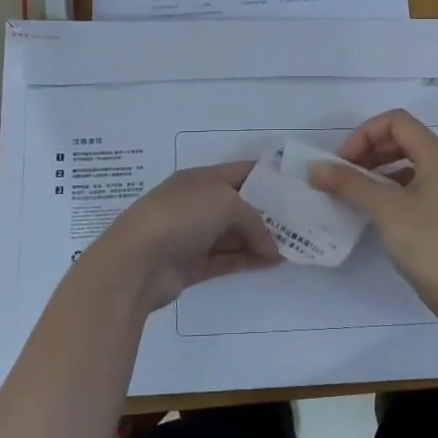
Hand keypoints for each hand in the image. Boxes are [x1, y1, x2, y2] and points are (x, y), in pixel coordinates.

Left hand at [85, 161, 280, 316]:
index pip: (241, 172)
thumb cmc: (180, 217)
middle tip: (303, 220)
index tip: (297, 185)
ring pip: (235, 234)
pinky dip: (249, 259)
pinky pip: (228, 259)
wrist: (135, 263)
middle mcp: (197, 204)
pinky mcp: (192, 265)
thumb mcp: (225, 203)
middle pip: (240, 205)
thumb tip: (271, 249)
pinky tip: (274, 262)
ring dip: (262, 239)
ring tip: (295, 245)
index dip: (269, 175)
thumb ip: (254, 221)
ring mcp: (193, 235)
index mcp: (200, 179)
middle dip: (269, 211)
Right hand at [308, 110, 437, 315]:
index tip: (342, 162)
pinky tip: (381, 208)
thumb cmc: (427, 243)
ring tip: (358, 191)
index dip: (364, 134)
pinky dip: (397, 186)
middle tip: (345, 175)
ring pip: (414, 162)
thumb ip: (348, 183)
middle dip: (370, 150)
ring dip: (382, 168)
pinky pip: (422, 183)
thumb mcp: (384, 209)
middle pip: (406, 139)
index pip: (397, 122)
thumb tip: (314, 168)